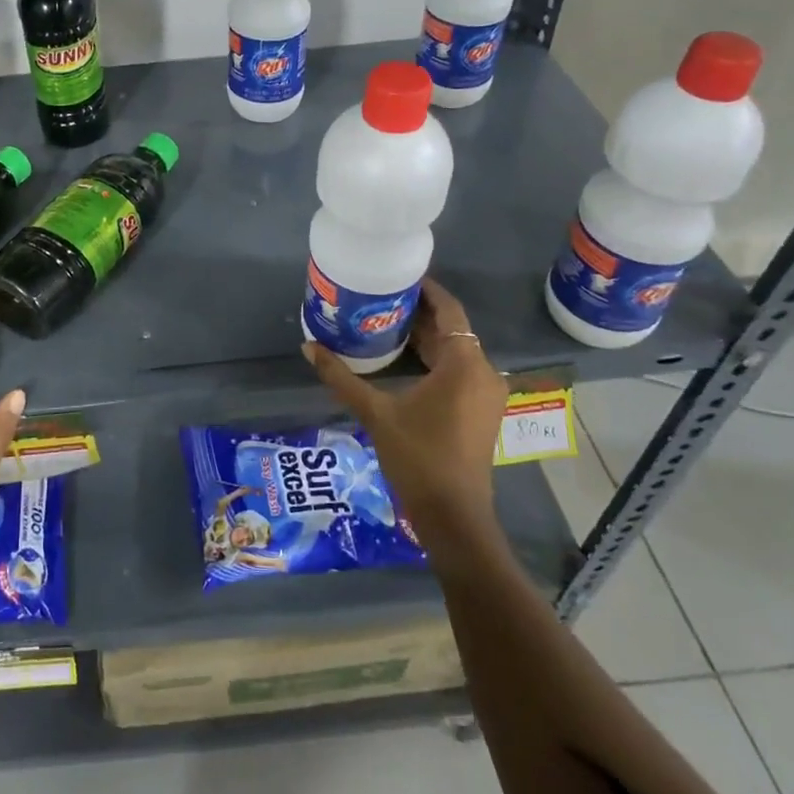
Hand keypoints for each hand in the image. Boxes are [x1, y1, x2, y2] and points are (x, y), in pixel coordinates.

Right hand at [302, 277, 508, 552]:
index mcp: (464, 364)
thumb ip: (341, 377)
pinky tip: (403, 359)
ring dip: (425, 337)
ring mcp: (485, 394)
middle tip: (380, 298)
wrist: (453, 517)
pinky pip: (458, 370)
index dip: (426, 290)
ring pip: (455, 351)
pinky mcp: (480, 411)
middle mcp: (483, 372)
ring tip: (385, 322)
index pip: (449, 310)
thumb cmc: (418, 458)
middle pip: (452, 330)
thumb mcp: (375, 413)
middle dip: (418, 313)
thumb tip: (308, 346)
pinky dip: (434, 359)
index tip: (397, 276)